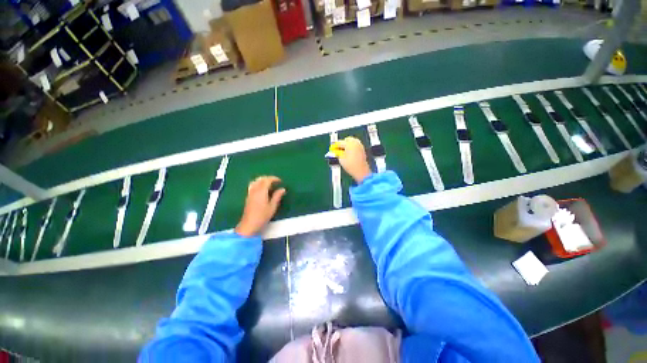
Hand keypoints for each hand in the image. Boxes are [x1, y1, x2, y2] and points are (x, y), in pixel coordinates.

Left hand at [235, 176, 285, 236]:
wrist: (249, 225)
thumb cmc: (262, 216)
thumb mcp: (273, 206)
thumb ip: (277, 196)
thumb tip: (282, 189)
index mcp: (261, 191)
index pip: (267, 180)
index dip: (274, 179)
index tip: (280, 181)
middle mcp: (254, 190)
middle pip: (260, 179)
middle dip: (268, 178)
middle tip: (275, 181)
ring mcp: (250, 193)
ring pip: (255, 181)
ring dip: (262, 180)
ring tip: (269, 184)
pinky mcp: (248, 197)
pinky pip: (253, 186)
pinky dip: (258, 184)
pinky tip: (262, 189)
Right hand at [338, 137, 371, 182]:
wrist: (361, 171)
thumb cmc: (351, 165)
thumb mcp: (341, 159)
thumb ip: (337, 153)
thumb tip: (335, 151)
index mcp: (349, 143)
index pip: (340, 142)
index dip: (335, 146)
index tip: (331, 149)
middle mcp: (355, 142)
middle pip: (347, 140)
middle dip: (342, 144)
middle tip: (337, 149)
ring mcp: (360, 145)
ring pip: (352, 141)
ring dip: (347, 145)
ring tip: (342, 151)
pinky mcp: (362, 149)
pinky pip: (355, 145)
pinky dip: (351, 147)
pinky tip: (348, 152)